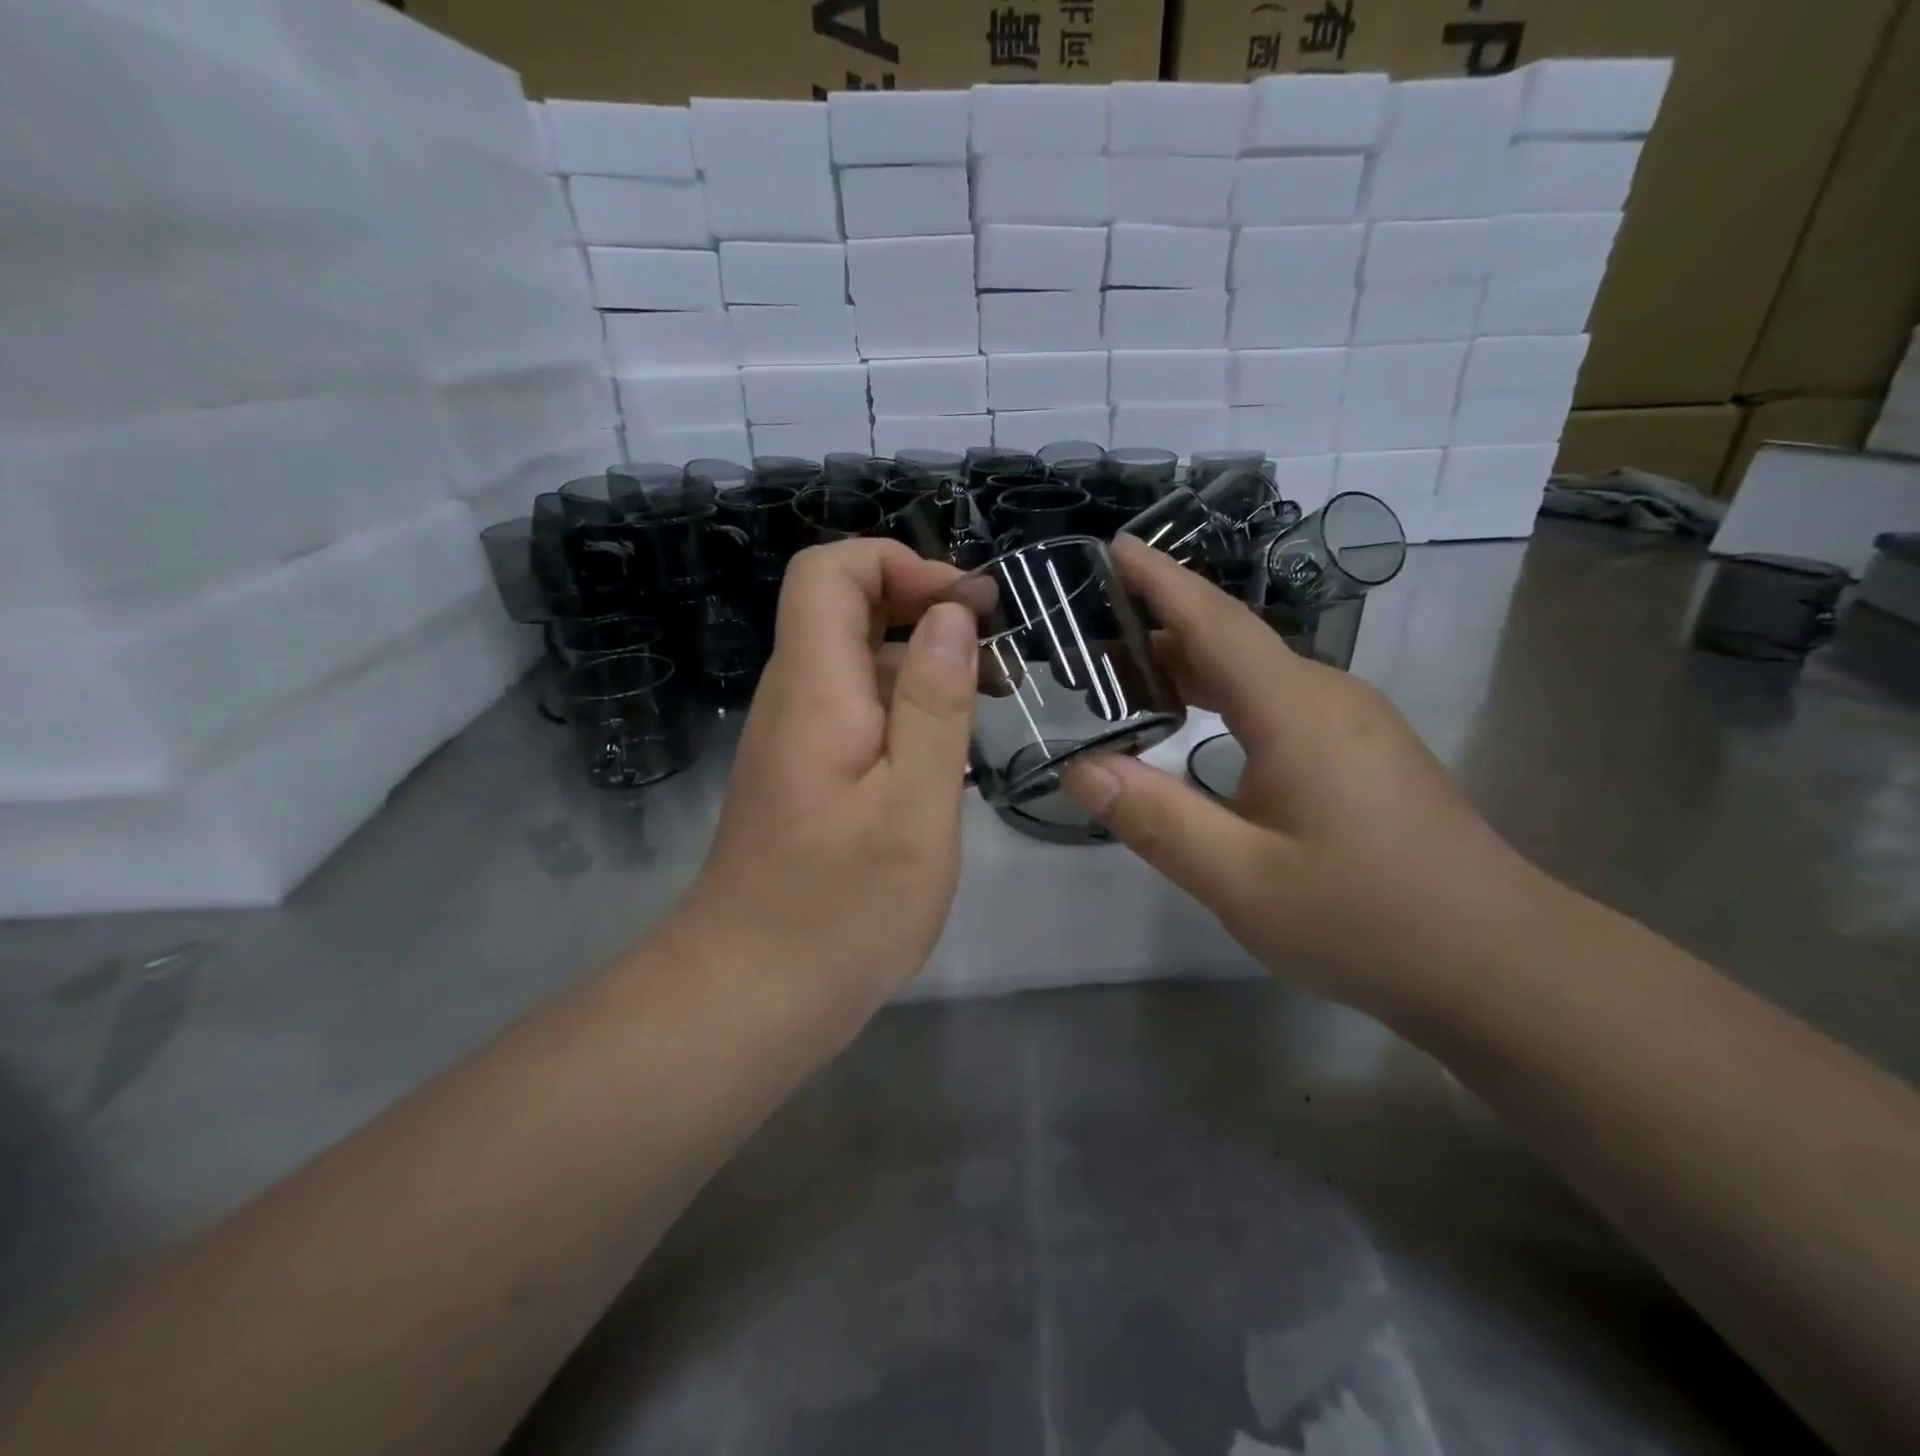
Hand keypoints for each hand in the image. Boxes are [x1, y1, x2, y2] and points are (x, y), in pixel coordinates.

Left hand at [674, 539, 977, 1008]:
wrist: (753, 995)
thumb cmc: (843, 908)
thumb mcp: (914, 804)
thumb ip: (934, 703)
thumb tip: (949, 615)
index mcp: (814, 690)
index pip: (828, 571)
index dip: (896, 563)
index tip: (965, 606)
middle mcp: (794, 699)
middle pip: (843, 609)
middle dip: (922, 608)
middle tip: (995, 656)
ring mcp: (796, 738)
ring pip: (855, 662)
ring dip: (921, 662)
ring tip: (990, 700)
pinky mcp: (806, 774)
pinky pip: (855, 710)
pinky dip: (906, 708)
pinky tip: (948, 753)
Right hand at [1061, 535, 1557, 1021]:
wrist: (1503, 965)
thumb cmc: (1368, 920)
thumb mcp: (1242, 881)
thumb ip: (1155, 819)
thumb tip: (1079, 768)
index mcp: (1295, 711)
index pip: (1214, 623)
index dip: (1160, 580)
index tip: (1113, 545)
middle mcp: (1327, 697)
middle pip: (1230, 644)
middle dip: (1156, 632)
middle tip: (1086, 646)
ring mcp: (1353, 723)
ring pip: (1254, 675)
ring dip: (1189, 669)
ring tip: (1124, 684)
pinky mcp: (1364, 752)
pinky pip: (1277, 703)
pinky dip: (1221, 699)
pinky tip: (1196, 729)